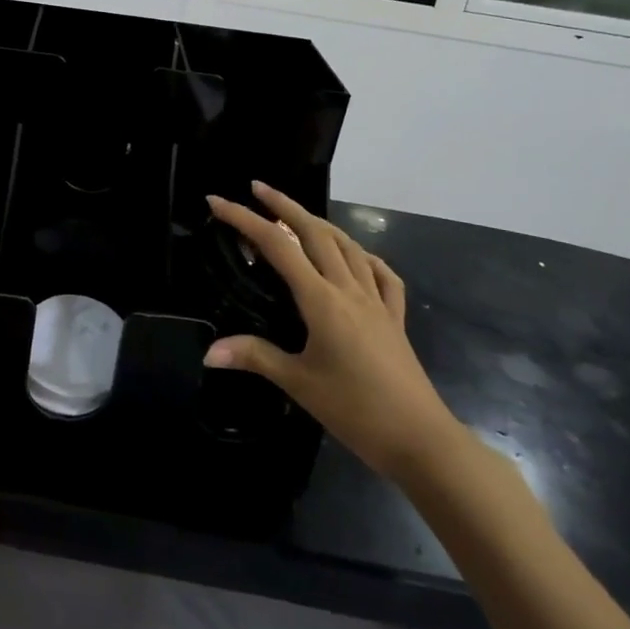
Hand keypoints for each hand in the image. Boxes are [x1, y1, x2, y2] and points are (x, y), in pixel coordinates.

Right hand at [204, 182, 460, 481]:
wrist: (420, 439)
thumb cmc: (355, 409)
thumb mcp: (298, 383)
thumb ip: (255, 357)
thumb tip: (209, 352)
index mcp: (322, 299)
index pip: (277, 246)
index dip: (245, 219)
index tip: (218, 201)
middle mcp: (349, 288)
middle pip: (315, 232)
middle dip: (284, 204)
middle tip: (257, 188)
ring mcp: (377, 300)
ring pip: (347, 245)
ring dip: (319, 223)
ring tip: (297, 215)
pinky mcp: (394, 317)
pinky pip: (380, 273)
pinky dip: (363, 255)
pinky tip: (355, 258)